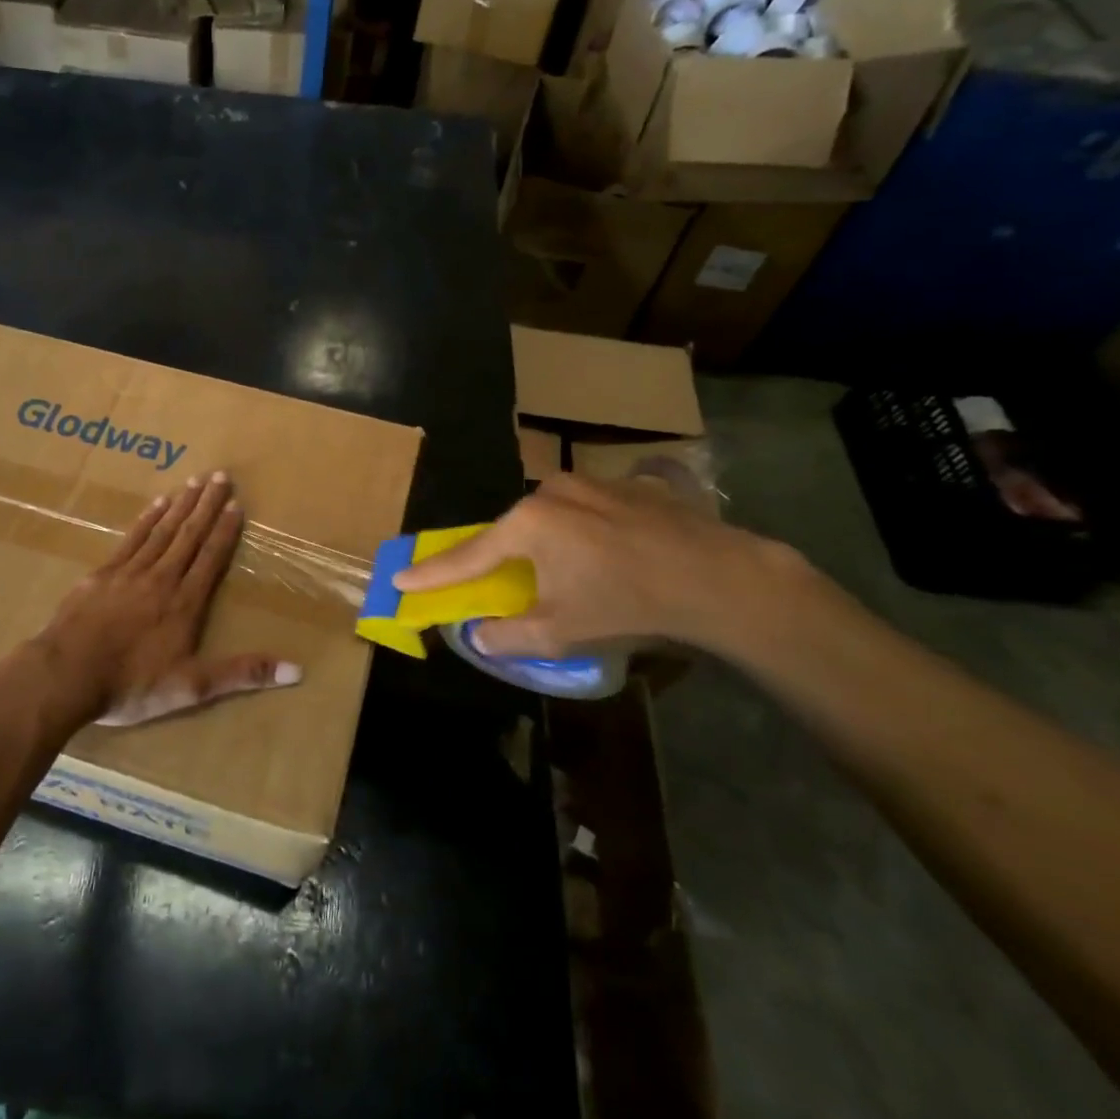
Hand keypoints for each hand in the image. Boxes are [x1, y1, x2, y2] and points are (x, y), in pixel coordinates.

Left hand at [37, 471, 302, 728]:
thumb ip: (242, 674)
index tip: (237, 505)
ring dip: (181, 505)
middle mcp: (162, 578)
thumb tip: (296, 671)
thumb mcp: (193, 688)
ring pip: (162, 530)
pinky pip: (131, 538)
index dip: (225, 531)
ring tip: (195, 482)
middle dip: (207, 506)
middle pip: (189, 535)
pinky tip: (156, 504)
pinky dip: (147, 519)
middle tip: (221, 476)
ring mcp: (129, 572)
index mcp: (185, 603)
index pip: (211, 559)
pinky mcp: (103, 573)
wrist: (66, 675)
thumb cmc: (131, 684)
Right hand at [394, 471, 803, 658]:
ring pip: (547, 518)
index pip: (467, 555)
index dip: (431, 573)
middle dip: (496, 559)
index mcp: (528, 523)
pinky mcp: (625, 486)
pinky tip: (603, 557)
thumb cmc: (629, 604)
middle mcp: (551, 492)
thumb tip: (478, 633)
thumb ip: (507, 635)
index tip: (398, 578)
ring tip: (563, 575)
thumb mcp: (560, 632)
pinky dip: (578, 534)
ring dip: (541, 546)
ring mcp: (591, 483)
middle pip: (509, 532)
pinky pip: (583, 511)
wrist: (720, 578)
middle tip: (490, 582)